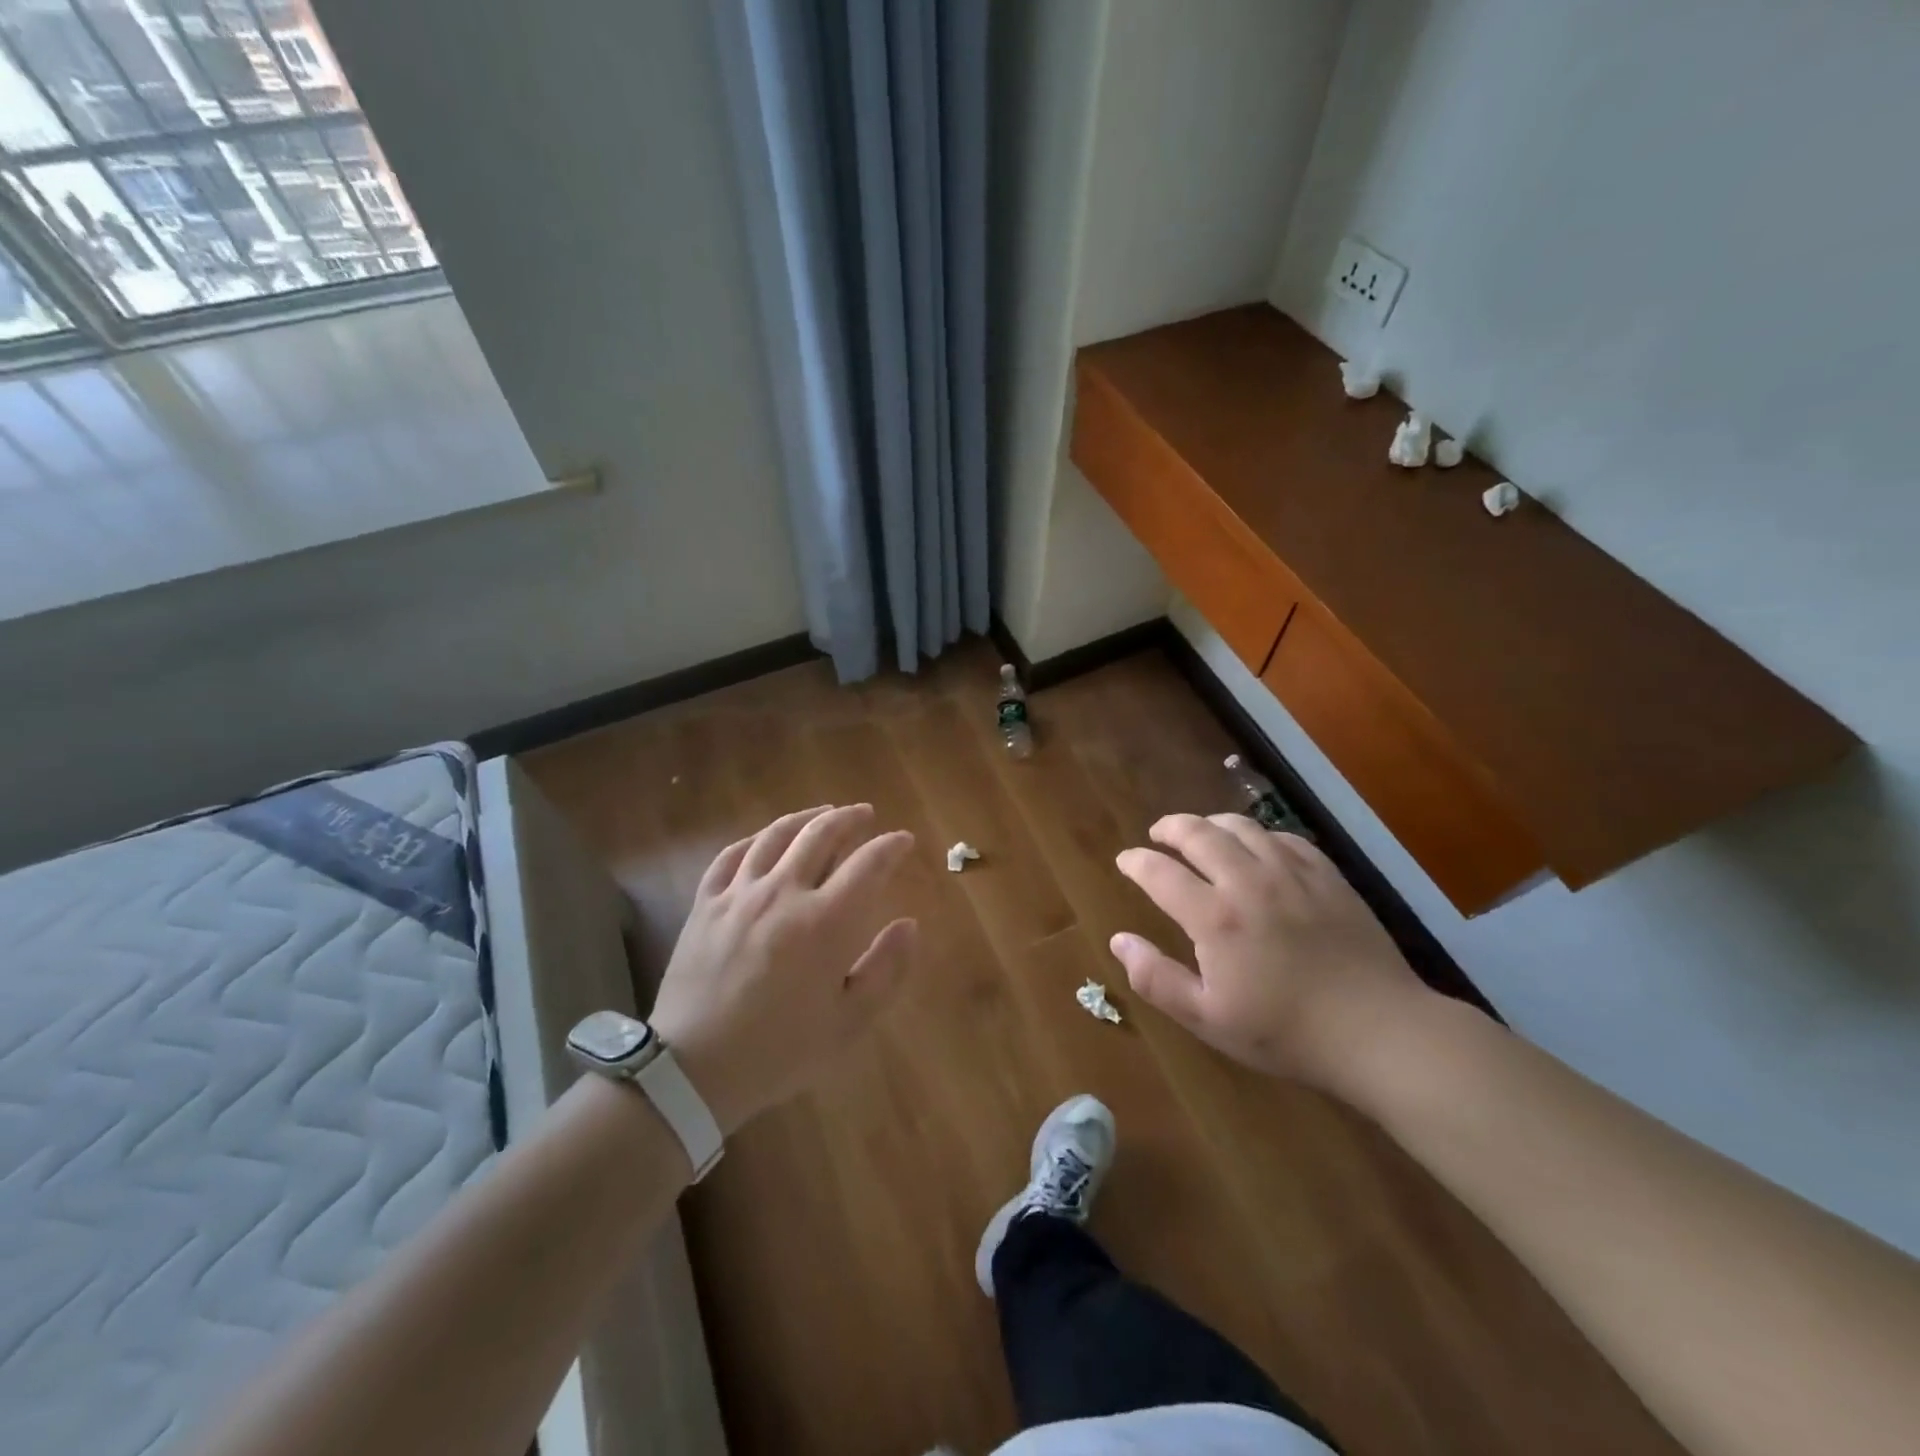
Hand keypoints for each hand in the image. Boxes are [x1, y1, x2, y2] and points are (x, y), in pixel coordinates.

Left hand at [648, 805, 916, 1134]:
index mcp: (826, 921)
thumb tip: (909, 924)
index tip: (903, 840)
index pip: (869, 864)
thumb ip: (887, 969)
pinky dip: (755, 840)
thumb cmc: (781, 1050)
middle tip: (865, 814)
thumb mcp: (850, 1023)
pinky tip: (765, 840)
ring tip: (822, 812)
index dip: (891, 846)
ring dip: (805, 817)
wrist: (694, 1069)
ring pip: (776, 836)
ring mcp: (739, 894)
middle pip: (821, 834)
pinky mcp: (706, 904)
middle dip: (850, 819)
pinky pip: (731, 856)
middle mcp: (784, 893)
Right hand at [1111, 814, 1430, 1091]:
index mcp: (1214, 917)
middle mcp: (1248, 881)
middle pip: (1199, 833)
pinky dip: (1259, 835)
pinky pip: (1284, 837)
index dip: (1136, 862)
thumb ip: (1156, 978)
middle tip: (1158, 833)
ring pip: (1242, 826)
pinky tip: (1257, 847)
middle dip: (1170, 827)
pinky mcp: (1327, 876)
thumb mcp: (1208, 1019)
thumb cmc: (1285, 1032)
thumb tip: (1118, 940)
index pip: (1160, 872)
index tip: (1125, 860)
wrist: (1378, 1031)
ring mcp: (1291, 873)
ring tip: (1201, 832)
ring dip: (1212, 823)